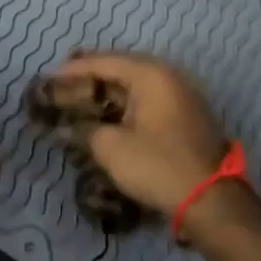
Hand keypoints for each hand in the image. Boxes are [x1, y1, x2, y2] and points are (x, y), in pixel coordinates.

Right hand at [44, 52, 231, 215]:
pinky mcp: (186, 114)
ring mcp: (181, 94)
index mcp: (150, 74)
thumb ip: (85, 130)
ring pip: (136, 83)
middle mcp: (168, 75)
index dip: (74, 69)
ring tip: (83, 96)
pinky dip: (126, 102)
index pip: (104, 61)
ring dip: (109, 90)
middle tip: (64, 82)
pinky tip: (110, 112)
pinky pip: (149, 98)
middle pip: (122, 67)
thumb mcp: (112, 148)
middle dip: (92, 75)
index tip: (49, 77)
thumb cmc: (158, 165)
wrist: (211, 199)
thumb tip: (65, 127)